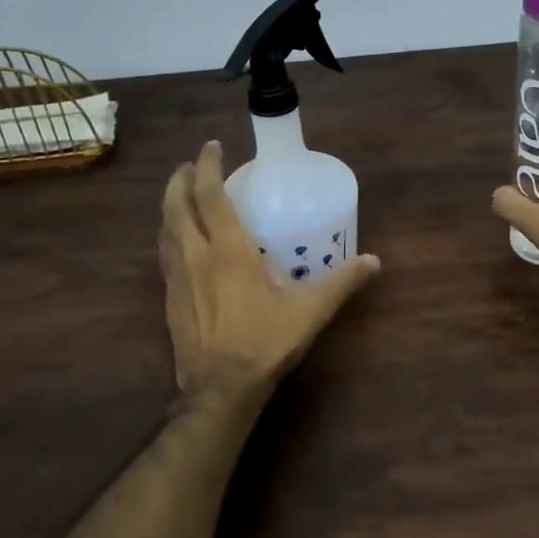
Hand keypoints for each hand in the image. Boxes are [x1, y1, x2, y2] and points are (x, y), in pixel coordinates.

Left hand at [160, 140, 380, 405]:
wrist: (219, 390)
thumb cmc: (264, 342)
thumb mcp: (310, 311)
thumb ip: (342, 282)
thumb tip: (374, 261)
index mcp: (228, 249)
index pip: (210, 196)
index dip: (208, 167)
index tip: (211, 147)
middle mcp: (196, 255)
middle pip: (177, 206)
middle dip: (181, 180)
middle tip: (191, 166)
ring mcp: (177, 278)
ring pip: (165, 229)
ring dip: (170, 205)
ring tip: (181, 195)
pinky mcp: (169, 300)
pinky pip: (164, 255)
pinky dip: (169, 236)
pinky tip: (178, 243)